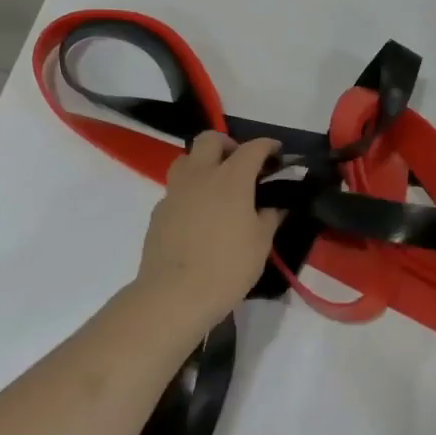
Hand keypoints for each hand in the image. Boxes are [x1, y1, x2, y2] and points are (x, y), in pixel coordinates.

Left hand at [133, 132, 282, 330]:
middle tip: (240, 164)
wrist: (173, 295)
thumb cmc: (227, 267)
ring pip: (186, 159)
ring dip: (202, 163)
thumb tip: (275, 206)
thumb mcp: (260, 243)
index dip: (268, 146)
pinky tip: (197, 215)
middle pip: (209, 139)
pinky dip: (189, 192)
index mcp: (231, 178)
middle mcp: (201, 175)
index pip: (253, 148)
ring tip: (216, 185)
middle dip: (227, 144)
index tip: (277, 153)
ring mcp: (175, 191)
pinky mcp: (158, 212)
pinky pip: (175, 189)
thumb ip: (270, 217)